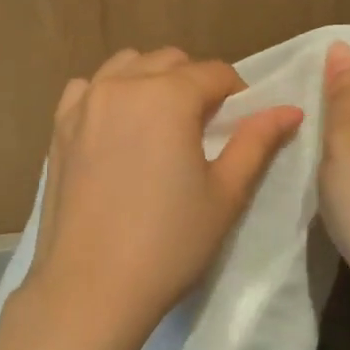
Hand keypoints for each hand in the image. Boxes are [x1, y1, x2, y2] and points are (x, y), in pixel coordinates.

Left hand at [27, 47, 303, 345]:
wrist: (90, 287)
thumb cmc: (168, 244)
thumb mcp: (225, 194)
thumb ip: (257, 142)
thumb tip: (290, 109)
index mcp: (168, 96)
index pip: (215, 73)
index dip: (237, 93)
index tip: (242, 122)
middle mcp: (123, 85)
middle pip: (170, 61)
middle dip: (194, 83)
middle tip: (204, 126)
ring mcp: (85, 102)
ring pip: (127, 65)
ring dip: (151, 79)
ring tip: (161, 122)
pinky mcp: (59, 126)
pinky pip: (88, 87)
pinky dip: (108, 92)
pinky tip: (116, 126)